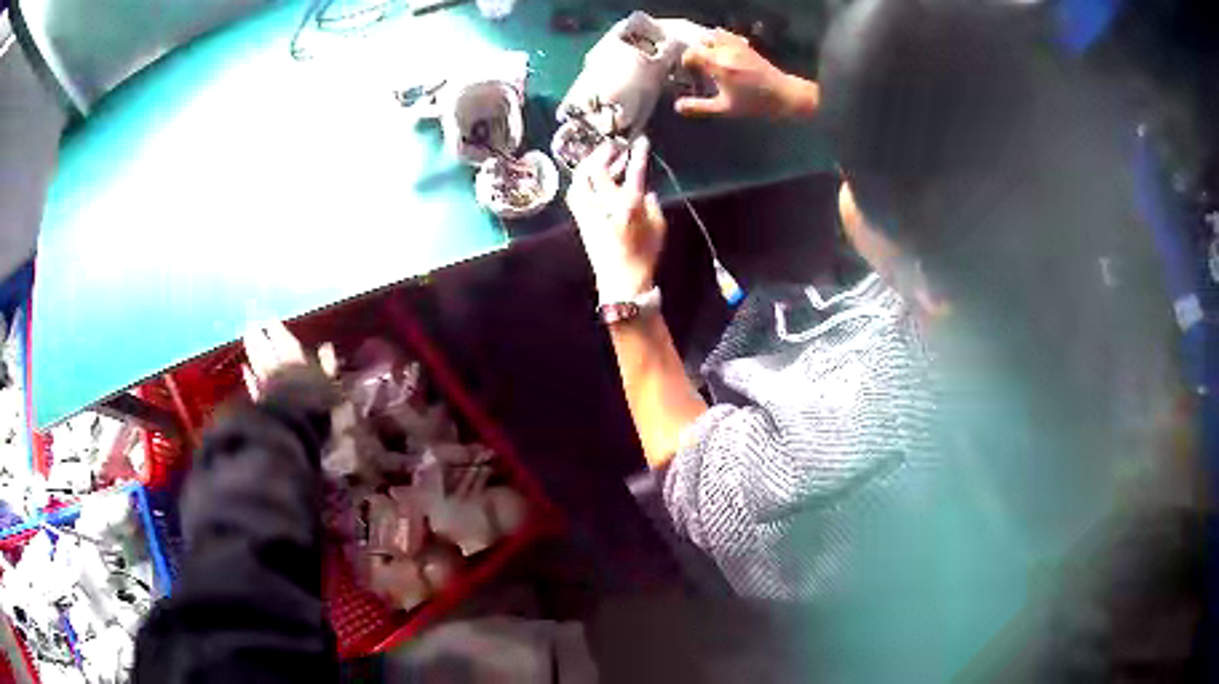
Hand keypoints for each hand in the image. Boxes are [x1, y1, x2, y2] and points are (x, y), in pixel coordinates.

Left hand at [242, 320, 336, 400]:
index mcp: (295, 359)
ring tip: (245, 337)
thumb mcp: (330, 384)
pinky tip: (244, 368)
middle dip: (258, 335)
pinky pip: (252, 383)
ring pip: (256, 361)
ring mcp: (265, 383)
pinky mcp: (258, 399)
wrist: (292, 430)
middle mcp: (277, 366)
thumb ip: (327, 365)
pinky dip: (248, 375)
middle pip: (265, 347)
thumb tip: (326, 346)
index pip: (283, 339)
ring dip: (251, 348)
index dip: (276, 329)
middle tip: (251, 323)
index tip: (270, 319)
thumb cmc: (317, 405)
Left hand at [566, 136, 665, 302]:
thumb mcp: (659, 228)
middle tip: (614, 145)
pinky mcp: (580, 219)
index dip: (639, 154)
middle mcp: (604, 205)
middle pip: (598, 170)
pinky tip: (591, 177)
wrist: (621, 281)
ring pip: (581, 179)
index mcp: (628, 206)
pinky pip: (576, 193)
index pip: (634, 172)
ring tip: (601, 157)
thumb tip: (645, 189)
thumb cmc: (644, 256)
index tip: (642, 141)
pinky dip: (583, 180)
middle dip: (605, 152)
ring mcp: (589, 212)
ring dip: (590, 164)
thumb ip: (653, 204)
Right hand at [676, 29, 817, 118]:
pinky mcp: (745, 45)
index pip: (692, 54)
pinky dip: (720, 40)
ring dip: (708, 45)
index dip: (687, 62)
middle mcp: (727, 52)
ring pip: (713, 36)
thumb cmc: (754, 103)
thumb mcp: (725, 109)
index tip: (689, 72)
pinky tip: (722, 52)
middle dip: (697, 53)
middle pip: (701, 43)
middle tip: (699, 67)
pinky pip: (727, 35)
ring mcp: (737, 46)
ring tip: (710, 58)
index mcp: (719, 66)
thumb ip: (700, 107)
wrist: (782, 95)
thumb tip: (678, 107)